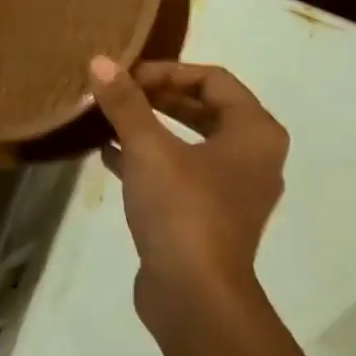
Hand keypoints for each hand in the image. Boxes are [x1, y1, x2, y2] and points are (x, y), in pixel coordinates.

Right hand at [88, 58, 289, 330]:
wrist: (194, 294)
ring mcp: (233, 191)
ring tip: (108, 120)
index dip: (167, 71)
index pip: (213, 79)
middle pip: (205, 110)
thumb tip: (99, 61)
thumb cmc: (182, 210)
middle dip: (157, 99)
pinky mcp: (209, 219)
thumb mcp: (148, 149)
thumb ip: (125, 104)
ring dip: (151, 129)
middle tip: (116, 93)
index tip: (126, 77)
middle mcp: (254, 157)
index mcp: (255, 132)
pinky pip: (180, 175)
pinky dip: (149, 162)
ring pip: (190, 144)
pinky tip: (109, 157)